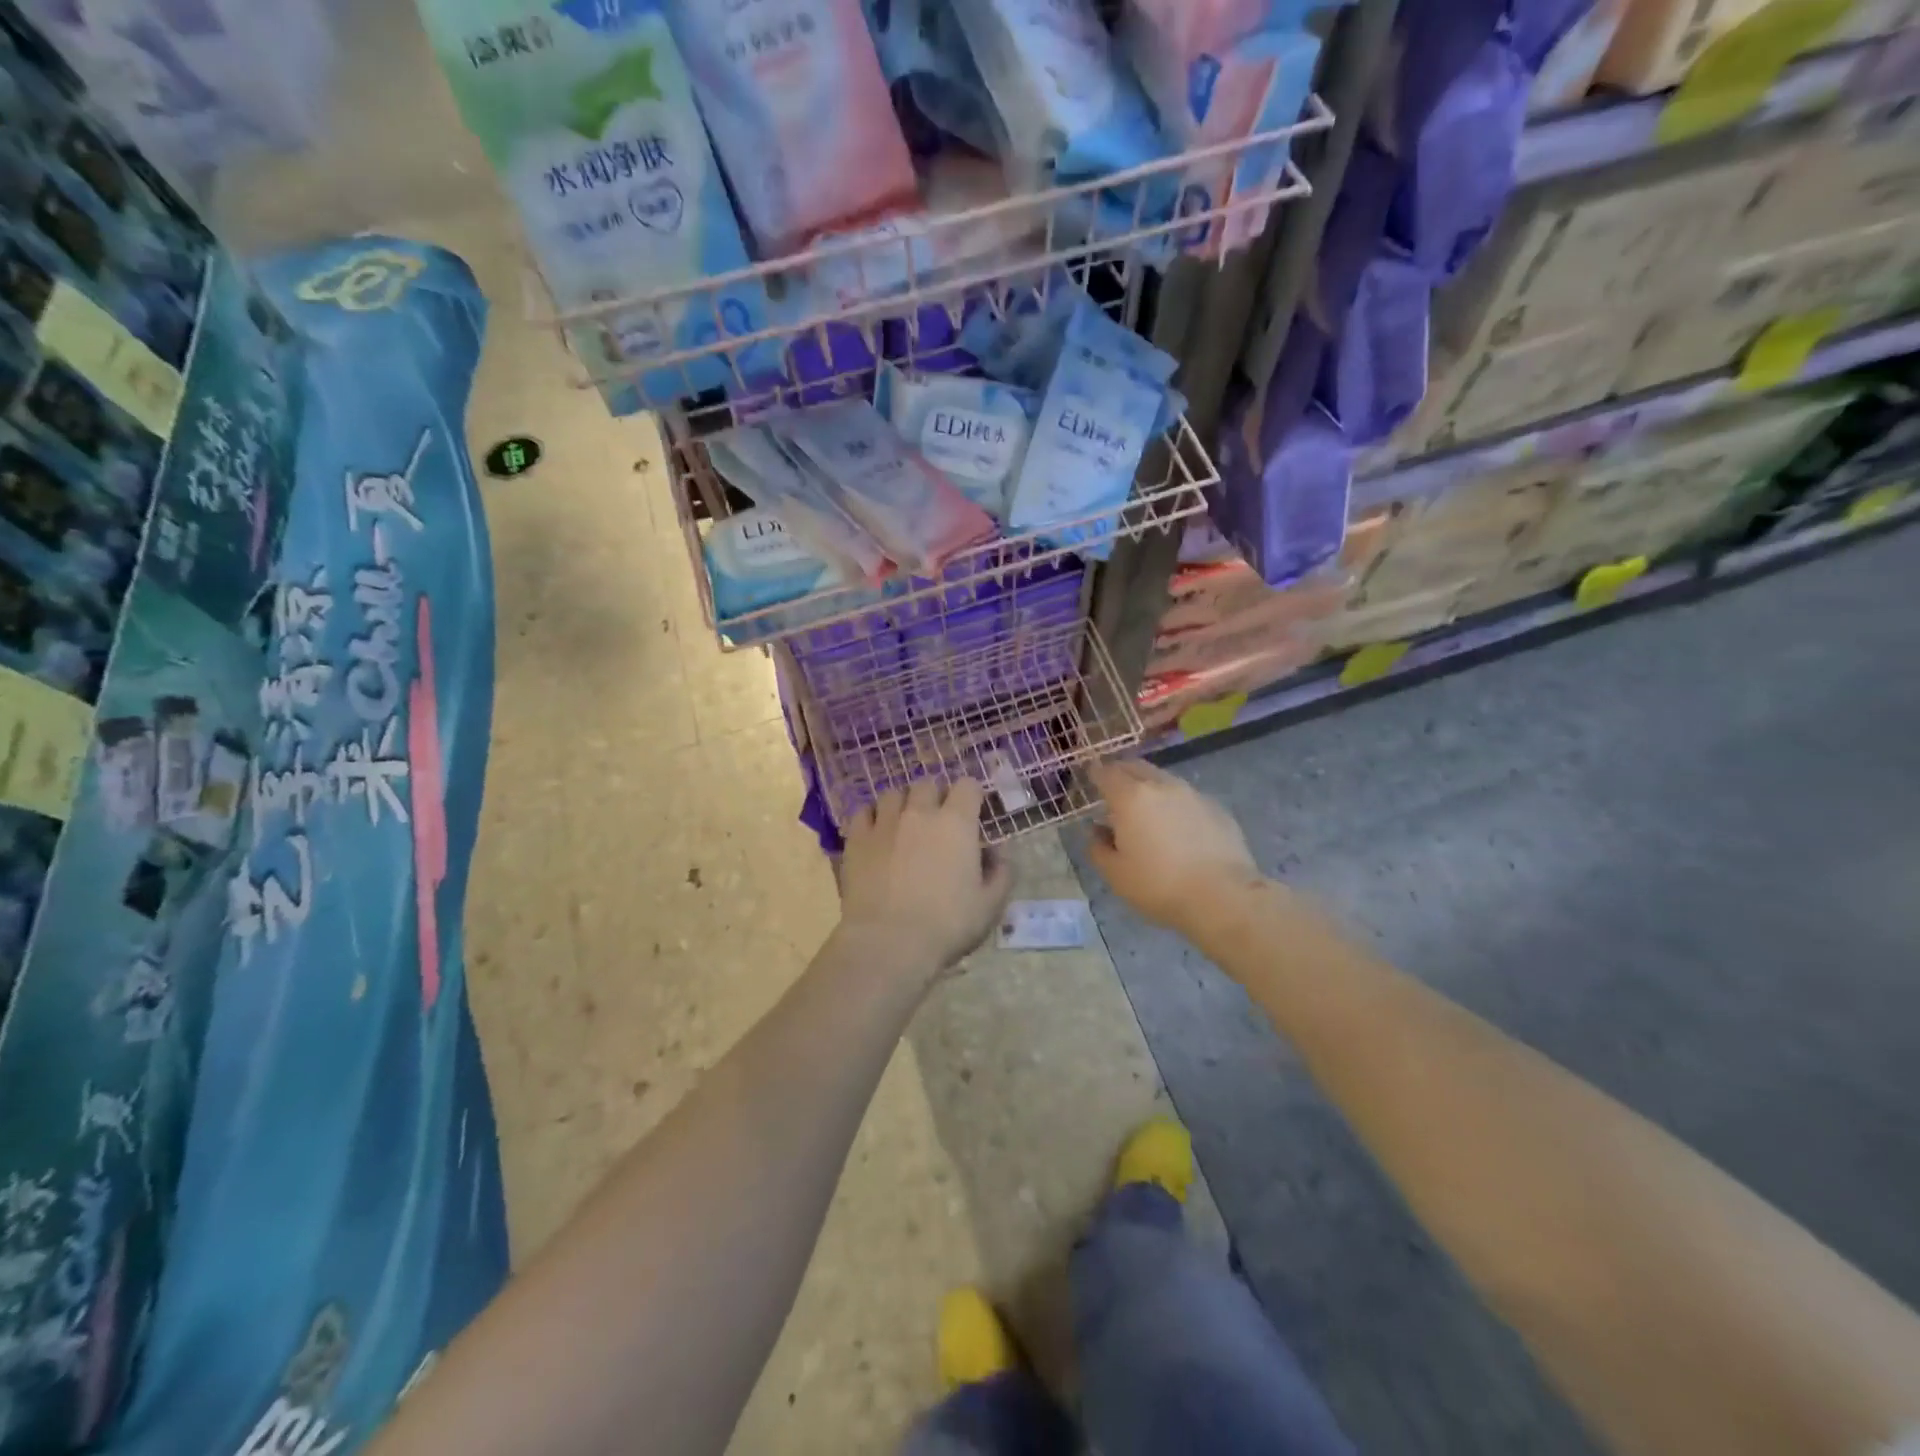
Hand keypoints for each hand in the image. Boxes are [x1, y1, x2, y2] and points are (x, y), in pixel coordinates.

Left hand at [839, 779, 1012, 977]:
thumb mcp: (990, 905)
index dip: (971, 796)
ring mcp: (884, 823)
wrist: (888, 942)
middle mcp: (920, 813)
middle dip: (935, 797)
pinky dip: (872, 817)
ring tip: (904, 825)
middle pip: (928, 784)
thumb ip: (1001, 873)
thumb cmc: (947, 925)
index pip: (967, 786)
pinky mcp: (856, 839)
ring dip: (902, 804)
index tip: (972, 814)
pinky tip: (876, 834)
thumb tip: (998, 852)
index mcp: (957, 823)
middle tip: (937, 822)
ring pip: (893, 794)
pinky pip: (863, 812)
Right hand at [1087, 760, 1262, 936]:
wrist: (1223, 896)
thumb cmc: (1159, 885)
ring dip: (1149, 787)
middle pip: (1135, 767)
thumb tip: (1097, 831)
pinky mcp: (1216, 808)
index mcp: (1131, 797)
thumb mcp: (1116, 874)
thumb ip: (1098, 848)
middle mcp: (1161, 786)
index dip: (1095, 773)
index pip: (1106, 772)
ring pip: (1163, 779)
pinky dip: (1174, 803)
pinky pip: (1186, 797)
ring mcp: (1192, 794)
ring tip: (1145, 809)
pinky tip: (1177, 827)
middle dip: (1121, 773)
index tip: (1090, 778)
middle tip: (1114, 789)